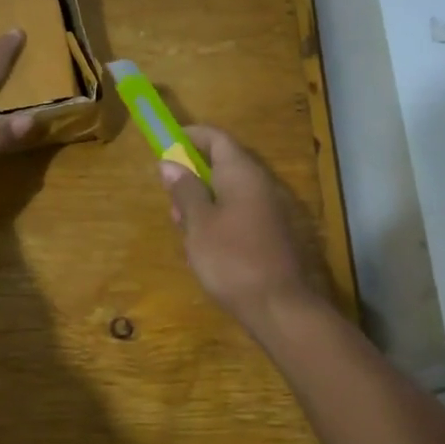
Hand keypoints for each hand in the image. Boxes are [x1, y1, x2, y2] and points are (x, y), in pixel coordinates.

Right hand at [160, 125, 316, 326]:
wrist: (279, 306)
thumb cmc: (231, 259)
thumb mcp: (198, 224)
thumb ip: (185, 190)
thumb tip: (170, 163)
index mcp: (242, 173)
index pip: (216, 138)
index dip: (190, 136)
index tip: (165, 143)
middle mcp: (260, 184)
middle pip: (223, 164)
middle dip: (192, 175)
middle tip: (170, 199)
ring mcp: (269, 210)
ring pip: (229, 193)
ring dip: (203, 202)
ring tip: (183, 228)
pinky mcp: (271, 234)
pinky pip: (239, 214)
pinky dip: (217, 220)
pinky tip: (204, 247)